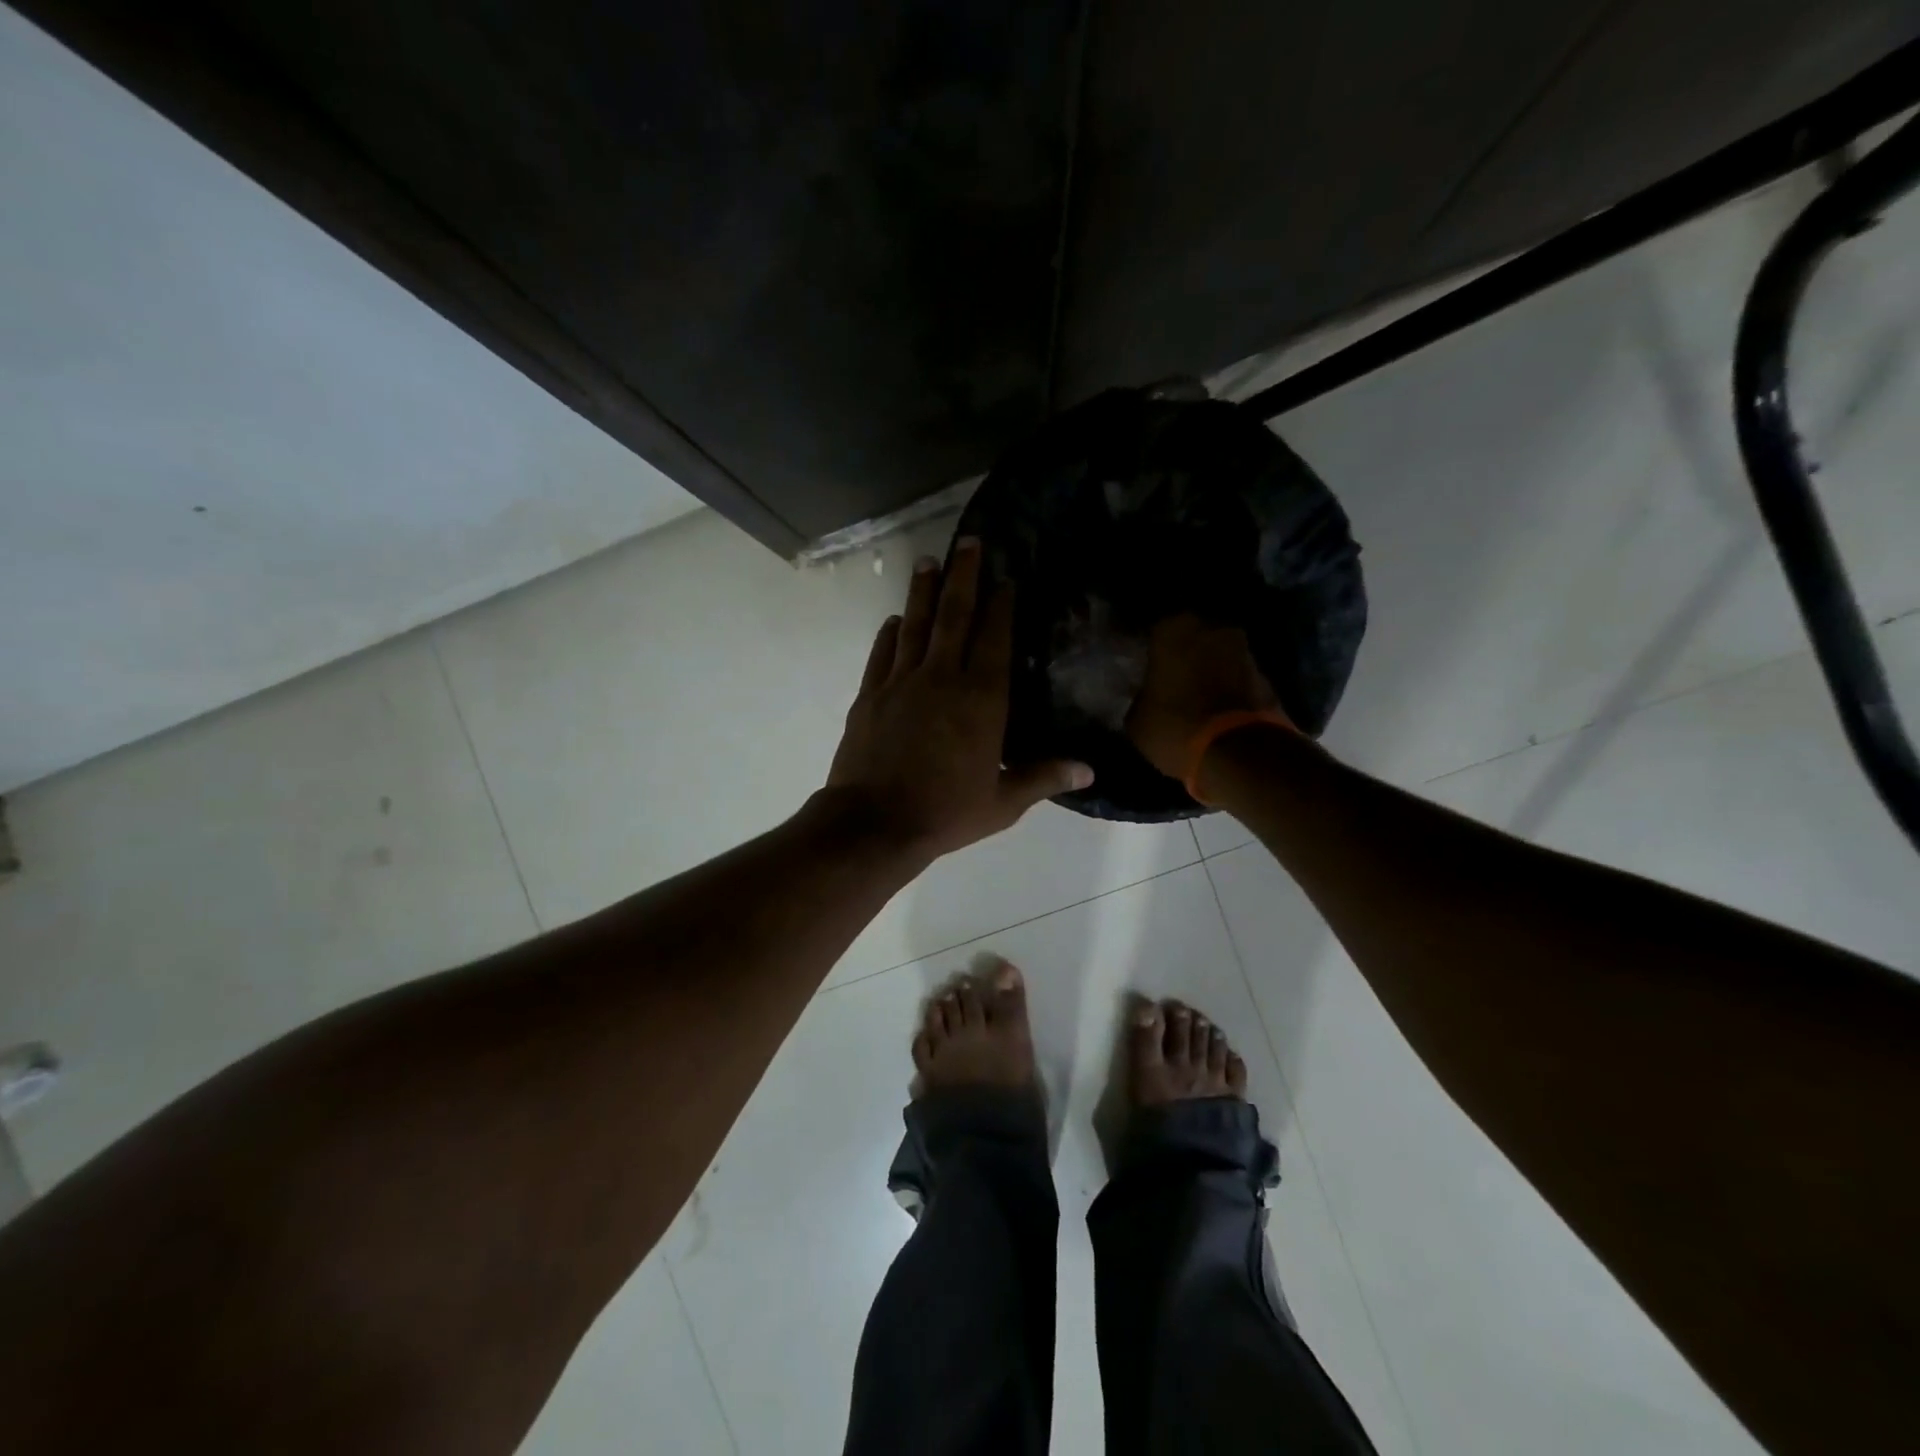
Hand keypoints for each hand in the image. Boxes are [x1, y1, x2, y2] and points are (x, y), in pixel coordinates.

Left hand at [825, 537, 1092, 860]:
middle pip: (955, 616)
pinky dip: (891, 632)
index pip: (994, 639)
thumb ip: (1043, 777)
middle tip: (968, 542)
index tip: (1005, 580)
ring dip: (924, 591)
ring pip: (916, 624)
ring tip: (930, 561)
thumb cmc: (945, 812)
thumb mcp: (1002, 802)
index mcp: (982, 699)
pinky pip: (882, 652)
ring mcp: (901, 682)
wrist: (875, 823)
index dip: (1001, 606)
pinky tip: (895, 619)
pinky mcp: (870, 694)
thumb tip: (1090, 769)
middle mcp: (942, 678)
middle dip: (964, 576)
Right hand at [1125, 614, 1287, 778]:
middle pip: (1192, 636)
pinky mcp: (1266, 677)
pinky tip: (1217, 707)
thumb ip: (1140, 697)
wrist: (1239, 754)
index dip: (1147, 647)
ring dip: (1209, 669)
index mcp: (1172, 630)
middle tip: (1169, 677)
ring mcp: (1244, 651)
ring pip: (1218, 654)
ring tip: (1195, 694)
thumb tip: (1144, 695)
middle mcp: (1212, 629)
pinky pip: (1237, 676)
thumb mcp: (1137, 720)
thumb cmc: (1175, 728)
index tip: (1140, 665)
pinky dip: (1228, 687)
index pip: (1153, 629)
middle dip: (1183, 653)